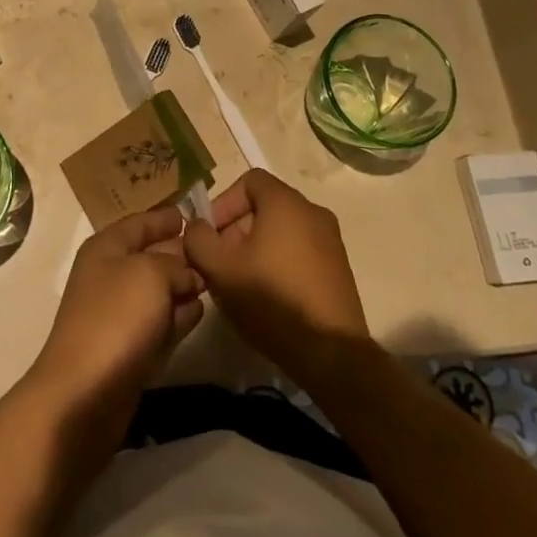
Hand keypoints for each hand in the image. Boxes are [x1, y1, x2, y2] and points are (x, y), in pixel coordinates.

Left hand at [28, 207, 203, 425]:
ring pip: (157, 292)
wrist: (85, 393)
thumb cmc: (116, 317)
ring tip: (211, 280)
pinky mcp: (129, 349)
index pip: (139, 223)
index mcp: (106, 247)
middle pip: (149, 256)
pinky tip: (199, 313)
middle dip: (178, 253)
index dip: (163, 218)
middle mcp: (109, 276)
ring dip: (181, 286)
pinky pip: (159, 323)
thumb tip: (189, 275)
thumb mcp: (151, 274)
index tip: (190, 214)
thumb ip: (175, 265)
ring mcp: (118, 315)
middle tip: (211, 250)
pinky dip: (178, 317)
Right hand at [183, 170, 369, 387]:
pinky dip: (279, 263)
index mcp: (286, 202)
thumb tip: (197, 226)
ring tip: (241, 283)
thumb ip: (198, 239)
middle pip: (264, 206)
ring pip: (282, 231)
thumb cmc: (272, 300)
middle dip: (236, 229)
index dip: (223, 203)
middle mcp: (313, 212)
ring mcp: (331, 241)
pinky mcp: (339, 270)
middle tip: (221, 262)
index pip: (248, 180)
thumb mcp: (219, 269)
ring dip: (256, 248)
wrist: (332, 355)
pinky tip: (268, 297)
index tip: (211, 235)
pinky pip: (300, 251)